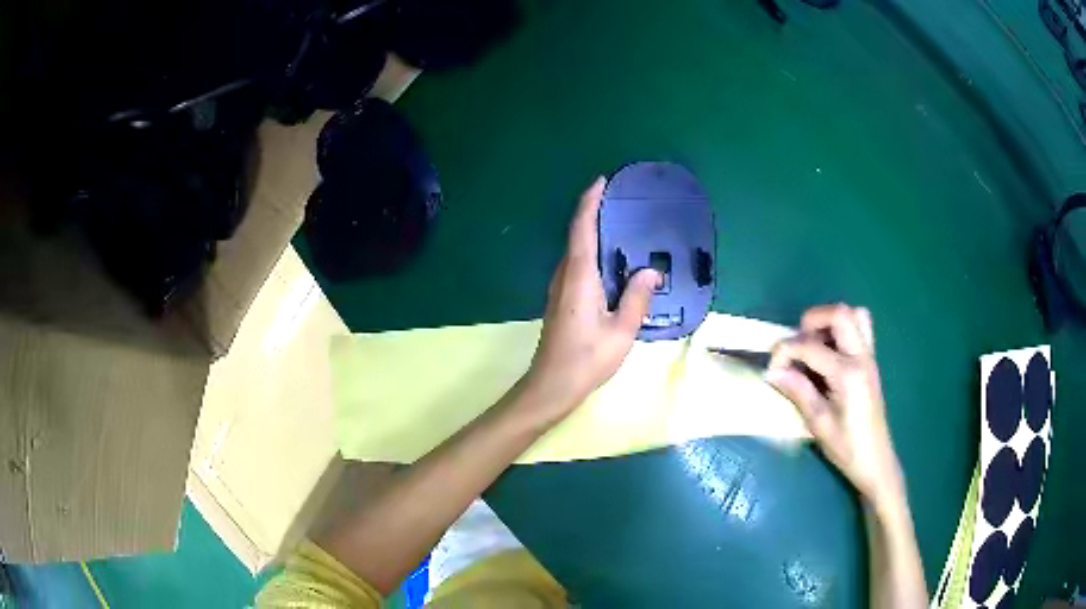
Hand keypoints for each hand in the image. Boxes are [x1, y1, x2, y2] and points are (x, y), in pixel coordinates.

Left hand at [526, 177, 661, 413]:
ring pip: (576, 251)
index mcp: (579, 275)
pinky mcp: (561, 300)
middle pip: (577, 235)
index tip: (601, 181)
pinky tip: (612, 262)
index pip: (582, 228)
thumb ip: (637, 297)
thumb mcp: (621, 330)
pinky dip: (592, 253)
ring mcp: (560, 287)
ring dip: (593, 233)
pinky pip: (578, 266)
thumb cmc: (587, 358)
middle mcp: (565, 275)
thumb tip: (651, 270)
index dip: (589, 201)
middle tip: (622, 202)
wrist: (552, 385)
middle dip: (594, 213)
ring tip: (621, 226)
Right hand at [767, 304, 904, 507]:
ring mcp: (869, 357)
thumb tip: (772, 372)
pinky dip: (841, 330)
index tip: (772, 369)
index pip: (810, 346)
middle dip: (811, 321)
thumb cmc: (846, 447)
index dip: (785, 351)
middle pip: (839, 313)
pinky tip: (828, 355)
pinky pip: (860, 328)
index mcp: (847, 375)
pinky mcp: (870, 361)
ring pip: (854, 314)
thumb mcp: (818, 423)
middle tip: (797, 345)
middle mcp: (861, 357)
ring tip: (813, 347)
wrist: (875, 460)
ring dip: (829, 322)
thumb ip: (798, 391)